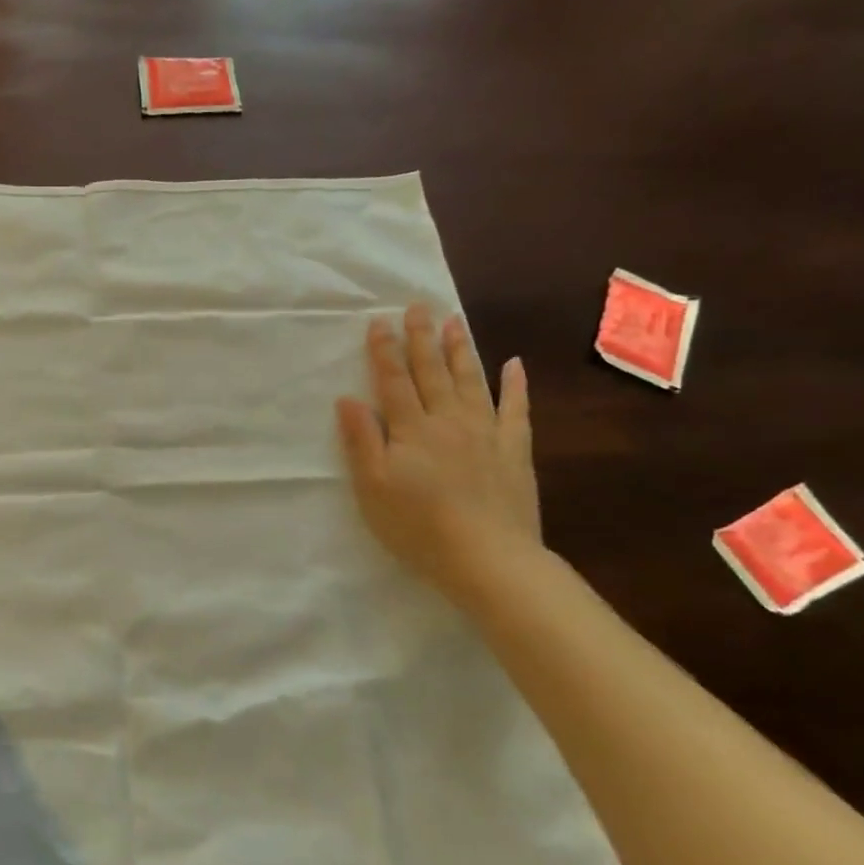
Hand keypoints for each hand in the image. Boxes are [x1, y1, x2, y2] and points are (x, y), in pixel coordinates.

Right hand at [335, 304, 540, 601]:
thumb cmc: (418, 527)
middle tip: (419, 305)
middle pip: (432, 372)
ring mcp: (485, 432)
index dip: (384, 351)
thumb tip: (348, 398)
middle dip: (422, 338)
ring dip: (460, 349)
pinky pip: (515, 409)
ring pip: (471, 380)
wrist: (488, 559)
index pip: (393, 381)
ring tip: (455, 321)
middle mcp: (448, 420)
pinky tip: (514, 363)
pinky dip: (515, 384)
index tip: (379, 321)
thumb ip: (361, 441)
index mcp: (411, 430)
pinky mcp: (514, 450)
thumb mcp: (373, 488)